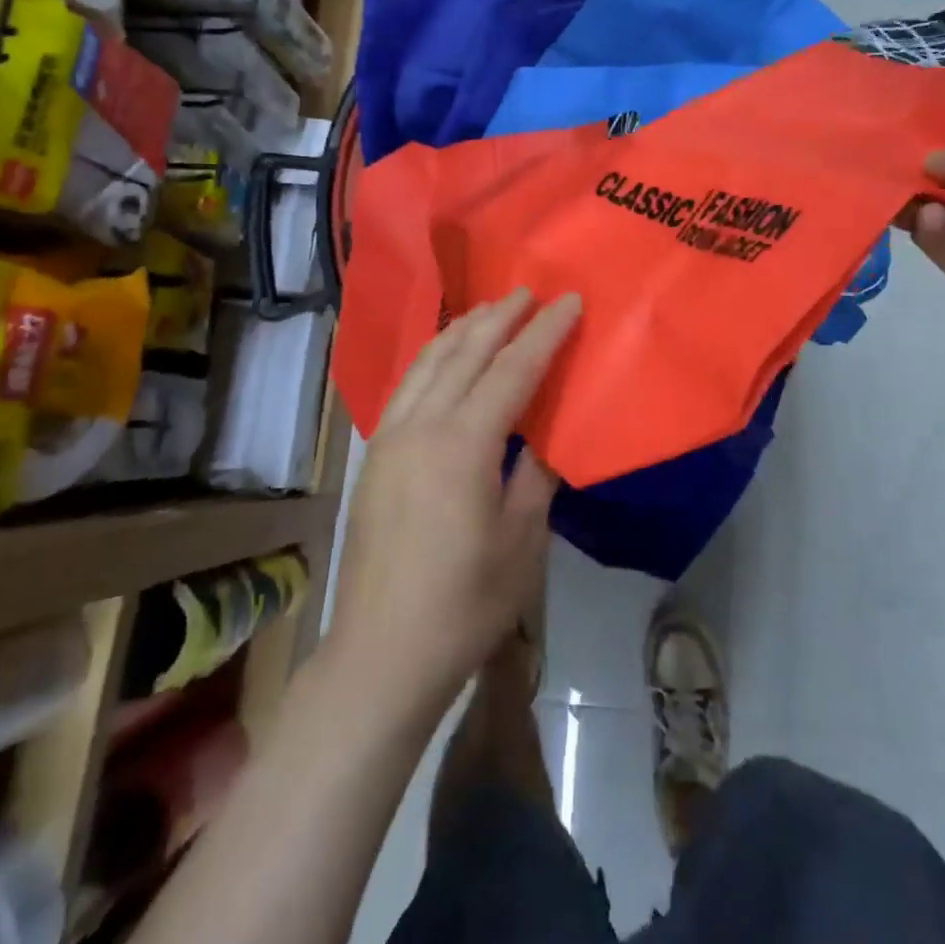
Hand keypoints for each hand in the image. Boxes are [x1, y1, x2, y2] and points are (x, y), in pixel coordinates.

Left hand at [328, 288, 581, 710]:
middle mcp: (421, 426)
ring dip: (461, 330)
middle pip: (464, 353)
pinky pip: (407, 386)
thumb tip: (548, 434)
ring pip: (428, 363)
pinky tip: (444, 356)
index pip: (512, 369)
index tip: (569, 301)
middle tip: (527, 291)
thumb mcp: (522, 541)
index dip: (544, 332)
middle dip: (499, 317)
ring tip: (488, 310)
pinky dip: (432, 358)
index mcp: (463, 444)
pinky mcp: (375, 455)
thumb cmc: (465, 603)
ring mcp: (390, 438)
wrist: (382, 652)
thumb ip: (536, 475)